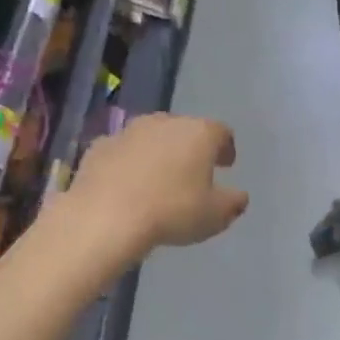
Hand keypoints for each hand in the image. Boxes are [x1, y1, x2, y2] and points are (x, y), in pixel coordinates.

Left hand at [68, 114, 247, 256]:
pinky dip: (128, 163)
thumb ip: (232, 203)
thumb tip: (240, 196)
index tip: (226, 165)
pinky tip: (127, 185)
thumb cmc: (172, 212)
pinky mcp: (99, 146)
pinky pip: (122, 151)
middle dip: (190, 149)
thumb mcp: (214, 216)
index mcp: (199, 133)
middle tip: (193, 173)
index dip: (226, 148)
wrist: (106, 216)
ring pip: (151, 137)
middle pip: (185, 130)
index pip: (221, 132)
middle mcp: (165, 122)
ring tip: (159, 180)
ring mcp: (128, 131)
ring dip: (158, 153)